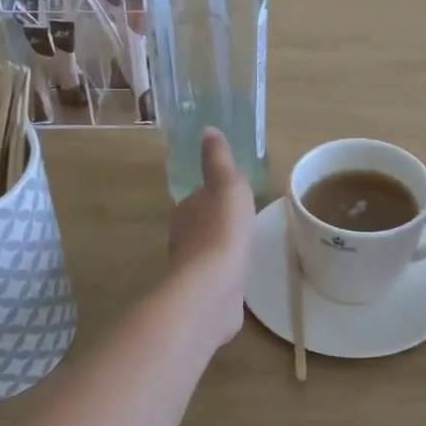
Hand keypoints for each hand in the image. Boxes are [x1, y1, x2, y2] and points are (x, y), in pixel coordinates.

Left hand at [167, 130, 255, 345]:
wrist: (214, 286)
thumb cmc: (223, 228)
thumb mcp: (227, 184)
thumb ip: (218, 160)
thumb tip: (207, 130)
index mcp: (186, 211)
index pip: (198, 199)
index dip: (214, 197)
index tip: (233, 199)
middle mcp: (182, 239)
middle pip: (201, 226)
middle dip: (217, 224)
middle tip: (242, 223)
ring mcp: (191, 270)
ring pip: (207, 254)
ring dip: (220, 251)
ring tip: (243, 250)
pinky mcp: (203, 295)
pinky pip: (216, 279)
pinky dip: (225, 275)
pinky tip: (238, 278)